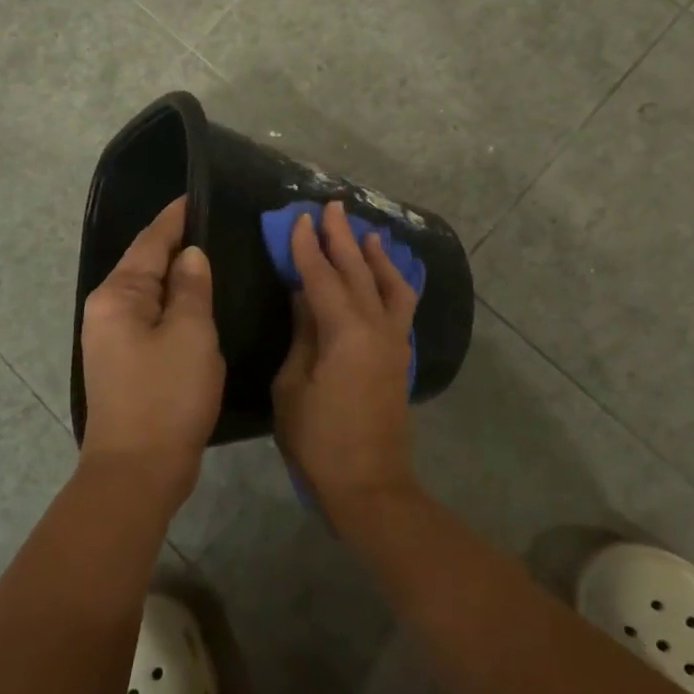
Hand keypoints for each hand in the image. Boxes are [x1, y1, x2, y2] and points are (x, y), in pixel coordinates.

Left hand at [79, 196, 222, 507]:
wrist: (138, 471)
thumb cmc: (166, 395)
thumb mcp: (190, 334)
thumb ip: (192, 287)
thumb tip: (191, 256)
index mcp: (118, 296)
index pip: (150, 242)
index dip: (175, 218)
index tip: (197, 195)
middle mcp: (108, 310)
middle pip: (147, 265)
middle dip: (178, 244)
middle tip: (217, 223)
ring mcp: (114, 338)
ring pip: (152, 293)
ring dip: (180, 277)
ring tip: (215, 255)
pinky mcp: (127, 362)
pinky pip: (155, 319)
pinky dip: (177, 306)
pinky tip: (201, 302)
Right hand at [272, 200, 421, 519]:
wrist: (369, 486)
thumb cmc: (318, 440)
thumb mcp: (293, 386)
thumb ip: (302, 334)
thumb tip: (305, 296)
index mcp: (345, 333)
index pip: (322, 278)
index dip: (308, 247)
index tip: (299, 219)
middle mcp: (376, 328)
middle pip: (358, 272)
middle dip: (344, 238)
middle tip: (333, 207)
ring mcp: (394, 342)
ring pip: (390, 285)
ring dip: (377, 257)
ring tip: (368, 233)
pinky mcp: (400, 357)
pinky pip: (401, 307)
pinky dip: (394, 284)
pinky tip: (387, 277)